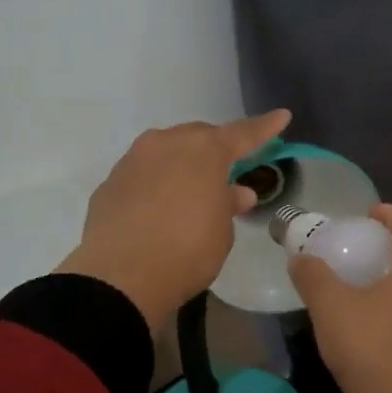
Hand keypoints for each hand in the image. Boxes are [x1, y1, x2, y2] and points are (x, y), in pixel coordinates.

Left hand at [58, 110, 291, 332]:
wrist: (121, 276)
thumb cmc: (188, 250)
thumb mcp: (222, 232)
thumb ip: (229, 205)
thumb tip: (236, 192)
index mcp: (204, 150)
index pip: (242, 134)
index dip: (264, 128)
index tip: (282, 116)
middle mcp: (166, 144)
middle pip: (198, 138)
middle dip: (215, 150)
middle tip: (227, 170)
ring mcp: (133, 160)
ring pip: (166, 153)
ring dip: (182, 166)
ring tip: (191, 191)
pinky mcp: (110, 183)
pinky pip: (142, 175)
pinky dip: (156, 185)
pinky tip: (159, 208)